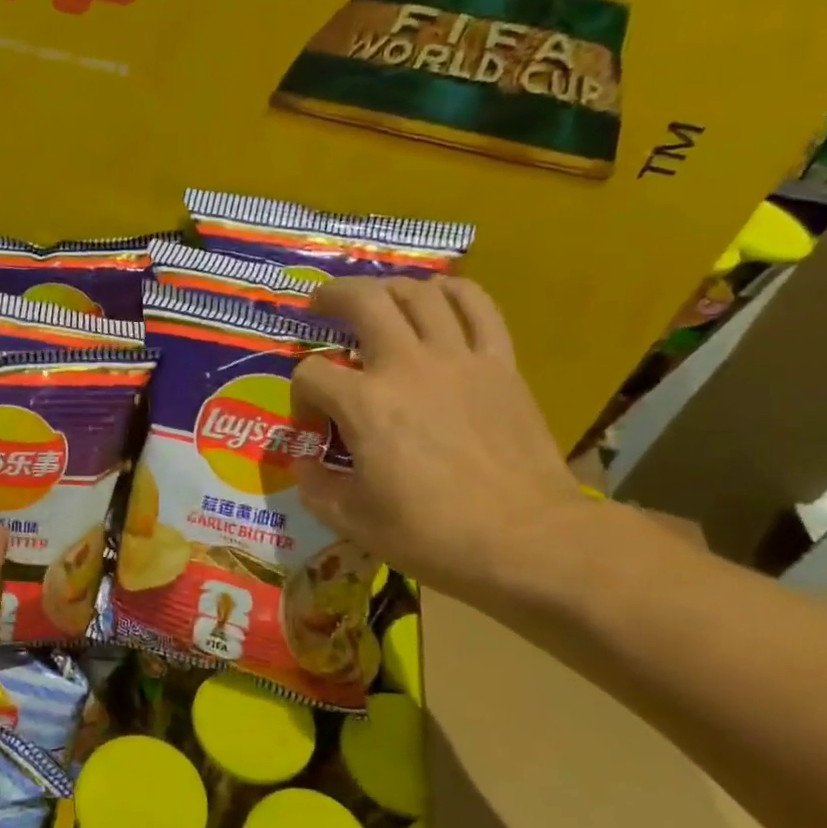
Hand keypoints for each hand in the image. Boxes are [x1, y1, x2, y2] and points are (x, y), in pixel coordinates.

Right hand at [292, 277, 593, 599]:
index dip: (300, 393)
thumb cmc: (432, 535)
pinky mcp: (500, 364)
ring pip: (419, 293)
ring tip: (376, 298)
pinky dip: (453, 291)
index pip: (311, 374)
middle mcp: (406, 366)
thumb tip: (306, 462)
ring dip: (388, 288)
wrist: (526, 539)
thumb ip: (315, 485)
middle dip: (332, 298)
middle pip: (363, 301)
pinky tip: (438, 296)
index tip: (311, 421)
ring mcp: (458, 359)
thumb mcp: (352, 521)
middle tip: (320, 306)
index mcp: (364, 404)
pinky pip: (478, 306)